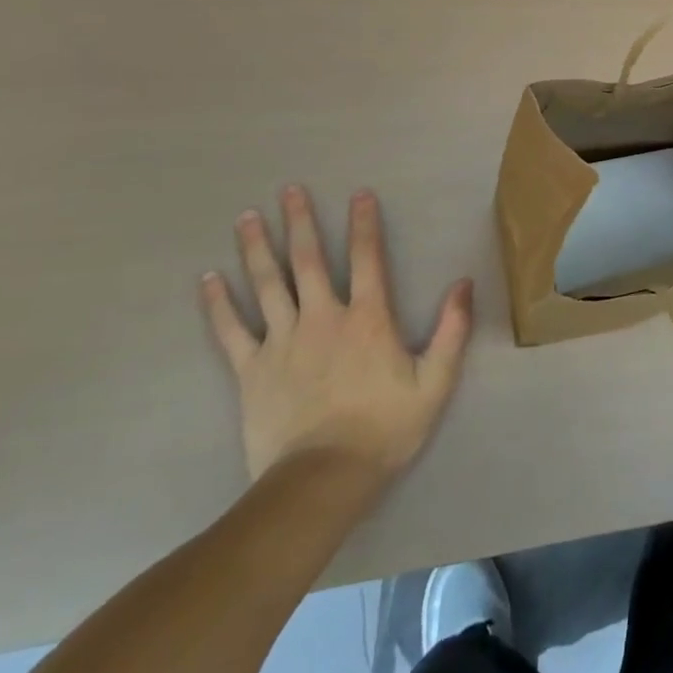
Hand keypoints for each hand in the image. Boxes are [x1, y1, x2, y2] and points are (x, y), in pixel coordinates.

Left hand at [201, 186, 473, 488]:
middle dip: (299, 222)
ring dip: (257, 248)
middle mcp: (323, 318)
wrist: (321, 481)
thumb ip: (451, 330)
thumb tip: (464, 283)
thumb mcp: (435, 381)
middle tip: (288, 190)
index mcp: (368, 318)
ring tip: (246, 217)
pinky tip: (208, 280)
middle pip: (307, 261)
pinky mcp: (251, 371)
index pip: (367, 258)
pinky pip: (231, 331)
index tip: (358, 194)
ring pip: (267, 285)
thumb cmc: (385, 429)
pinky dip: (219, 304)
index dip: (364, 224)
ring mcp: (282, 342)